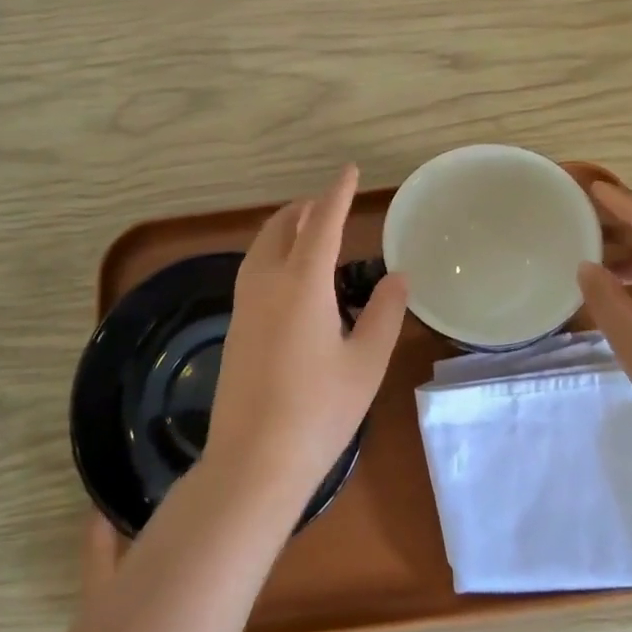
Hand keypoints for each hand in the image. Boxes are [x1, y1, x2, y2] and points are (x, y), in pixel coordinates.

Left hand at [202, 165, 409, 516]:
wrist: (254, 460)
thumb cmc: (320, 411)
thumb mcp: (366, 362)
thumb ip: (384, 313)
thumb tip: (397, 276)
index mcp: (302, 285)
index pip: (322, 224)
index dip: (337, 194)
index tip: (349, 170)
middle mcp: (266, 285)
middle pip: (281, 229)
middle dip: (305, 209)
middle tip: (329, 205)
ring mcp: (244, 307)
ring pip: (259, 249)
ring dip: (283, 230)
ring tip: (307, 231)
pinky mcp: (234, 329)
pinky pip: (252, 272)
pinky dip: (271, 254)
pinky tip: (286, 276)